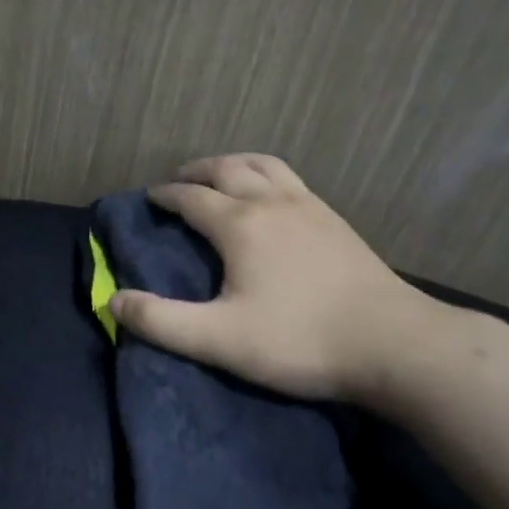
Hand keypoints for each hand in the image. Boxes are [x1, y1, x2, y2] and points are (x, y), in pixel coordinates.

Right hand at [108, 153, 442, 404]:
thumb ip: (161, 321)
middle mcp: (271, 202)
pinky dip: (268, 175)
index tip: (150, 198)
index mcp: (239, 224)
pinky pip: (292, 179)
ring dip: (234, 163)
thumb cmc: (300, 340)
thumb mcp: (220, 339)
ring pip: (264, 165)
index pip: (191, 197)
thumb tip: (112, 300)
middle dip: (197, 171)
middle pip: (227, 169)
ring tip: (222, 174)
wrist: (396, 345)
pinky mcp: (336, 220)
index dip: (166, 196)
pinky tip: (273, 196)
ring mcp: (310, 207)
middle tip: (179, 180)